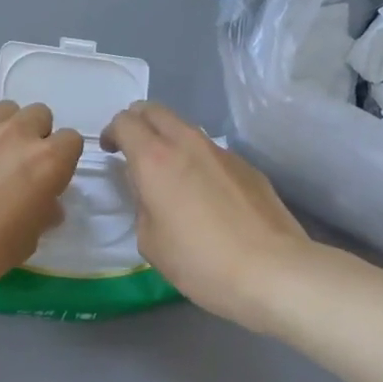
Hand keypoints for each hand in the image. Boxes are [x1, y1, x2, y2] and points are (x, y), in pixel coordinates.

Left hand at [0, 100, 82, 320]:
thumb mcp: (27, 242)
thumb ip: (42, 214)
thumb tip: (46, 204)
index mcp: (48, 162)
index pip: (72, 141)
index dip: (62, 160)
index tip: (49, 180)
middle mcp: (18, 134)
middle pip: (40, 115)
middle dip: (35, 136)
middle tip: (19, 167)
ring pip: (5, 109)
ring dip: (5, 127)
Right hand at [101, 101, 312, 331]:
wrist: (272, 270)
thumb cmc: (200, 261)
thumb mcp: (150, 241)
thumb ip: (142, 205)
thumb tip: (151, 191)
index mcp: (155, 158)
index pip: (125, 121)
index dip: (112, 133)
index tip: (110, 152)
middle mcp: (188, 143)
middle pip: (155, 110)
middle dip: (138, 122)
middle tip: (133, 150)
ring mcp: (223, 152)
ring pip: (186, 129)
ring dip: (169, 140)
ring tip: (169, 175)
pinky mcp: (248, 167)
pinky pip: (212, 152)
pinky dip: (198, 160)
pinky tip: (205, 196)